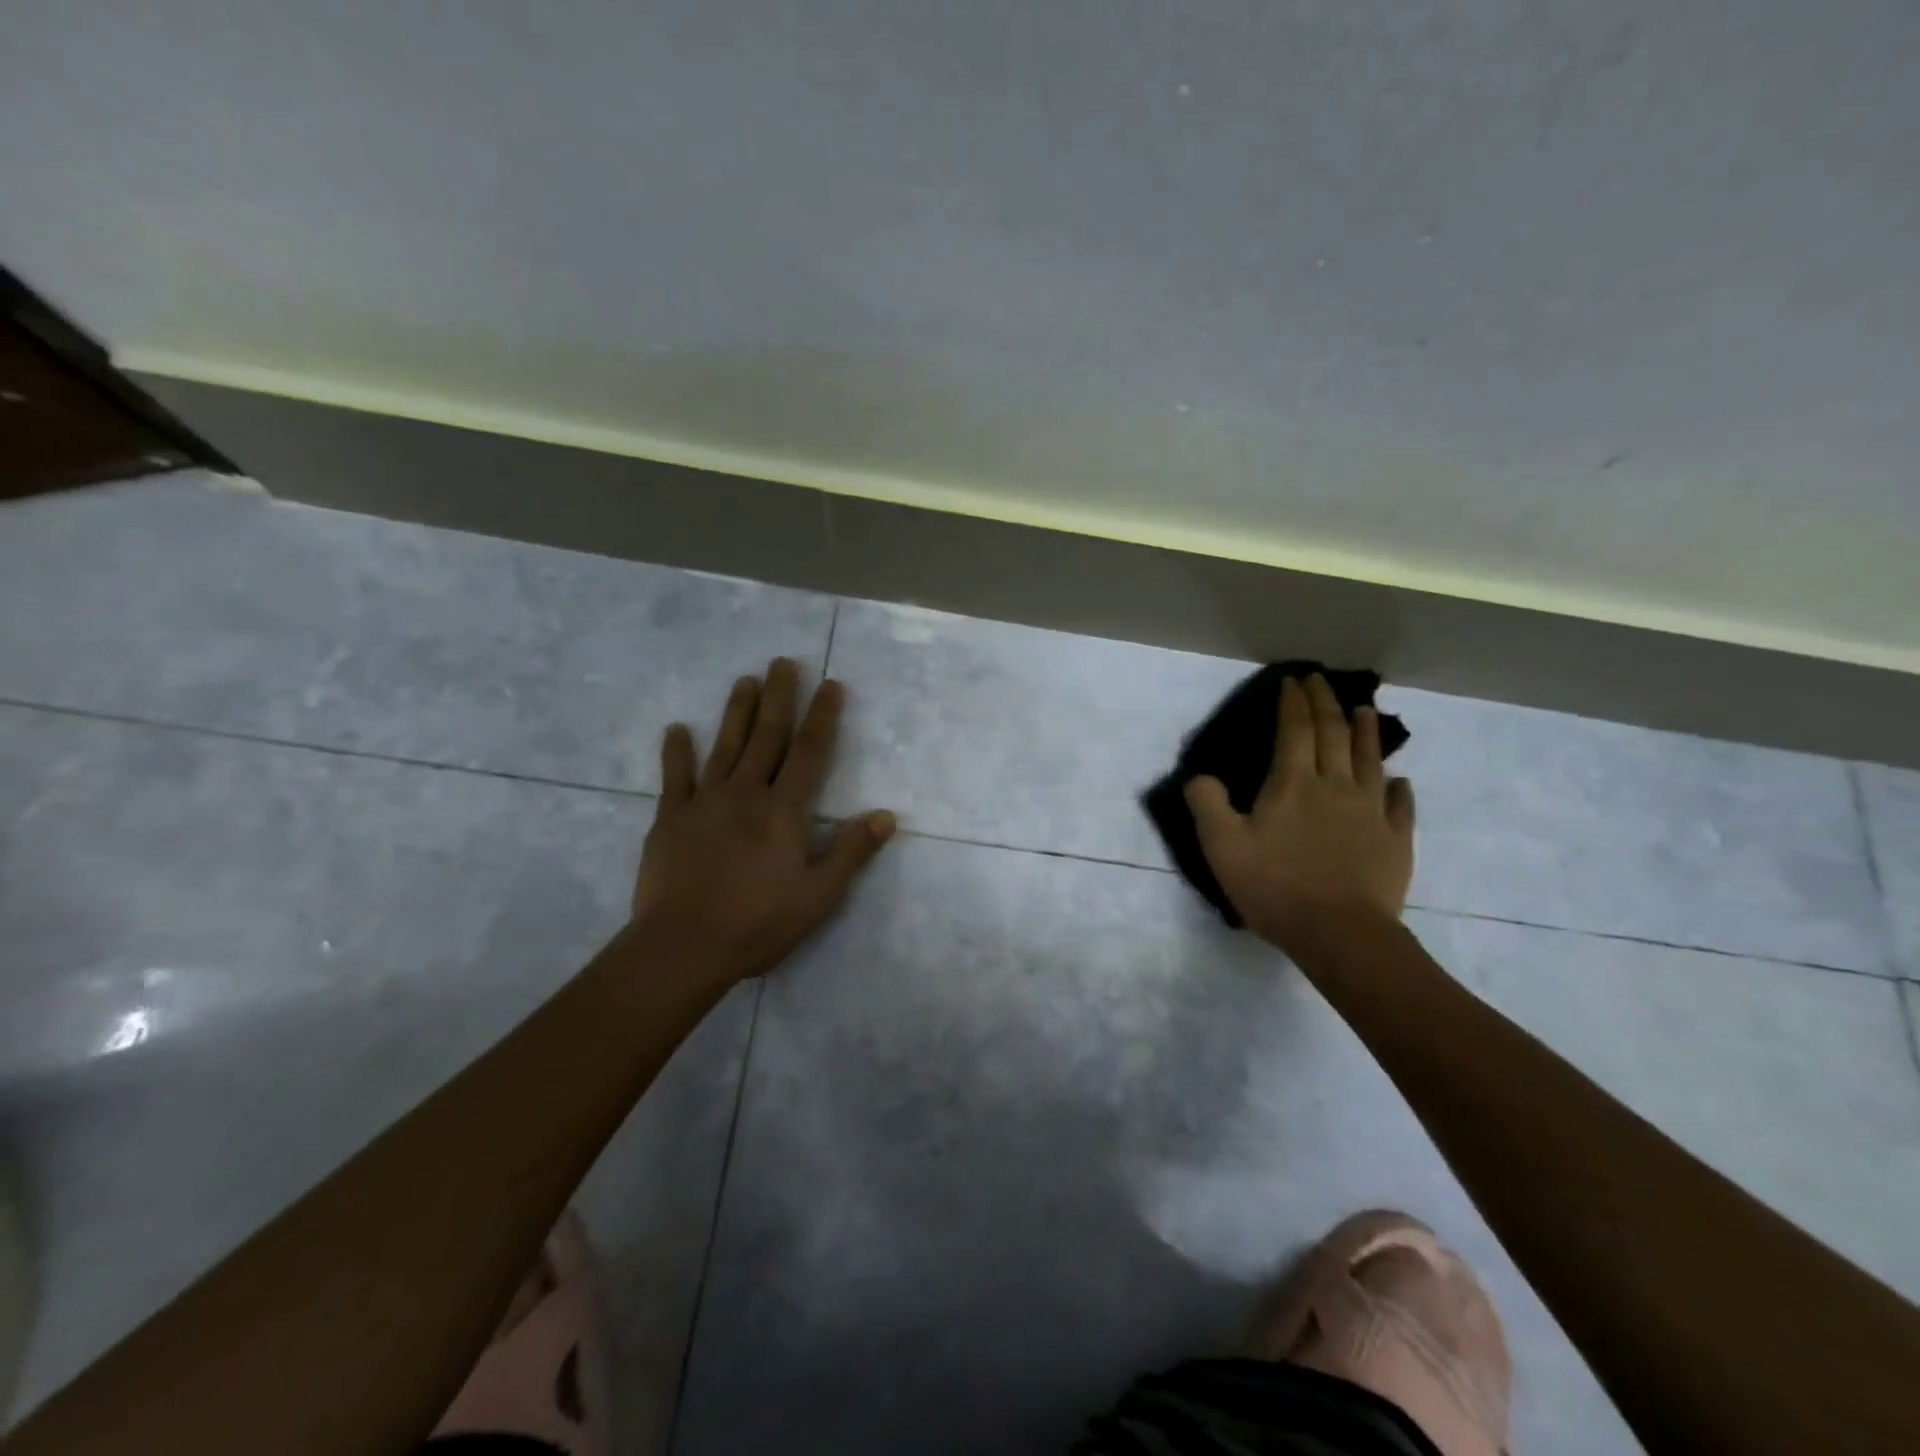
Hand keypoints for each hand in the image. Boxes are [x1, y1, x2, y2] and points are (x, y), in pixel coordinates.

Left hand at [630, 659, 894, 987]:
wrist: (683, 947)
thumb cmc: (758, 923)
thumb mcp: (819, 895)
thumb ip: (852, 851)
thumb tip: (886, 815)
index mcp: (784, 810)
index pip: (811, 752)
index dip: (823, 716)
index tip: (830, 684)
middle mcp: (746, 793)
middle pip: (767, 736)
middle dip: (779, 697)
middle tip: (783, 662)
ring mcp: (704, 802)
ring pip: (725, 746)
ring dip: (736, 711)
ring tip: (745, 680)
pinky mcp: (670, 818)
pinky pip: (674, 777)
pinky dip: (677, 752)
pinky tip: (678, 729)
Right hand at [1184, 674, 1414, 953]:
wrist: (1340, 933)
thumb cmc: (1275, 886)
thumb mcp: (1221, 846)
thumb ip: (1206, 804)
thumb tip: (1200, 776)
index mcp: (1293, 783)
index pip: (1295, 729)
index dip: (1293, 702)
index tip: (1292, 680)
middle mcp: (1336, 786)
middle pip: (1334, 734)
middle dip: (1325, 703)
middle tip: (1320, 681)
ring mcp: (1371, 812)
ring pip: (1371, 760)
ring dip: (1366, 732)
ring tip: (1364, 710)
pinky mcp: (1396, 840)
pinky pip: (1400, 805)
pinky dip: (1398, 787)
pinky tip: (1398, 781)